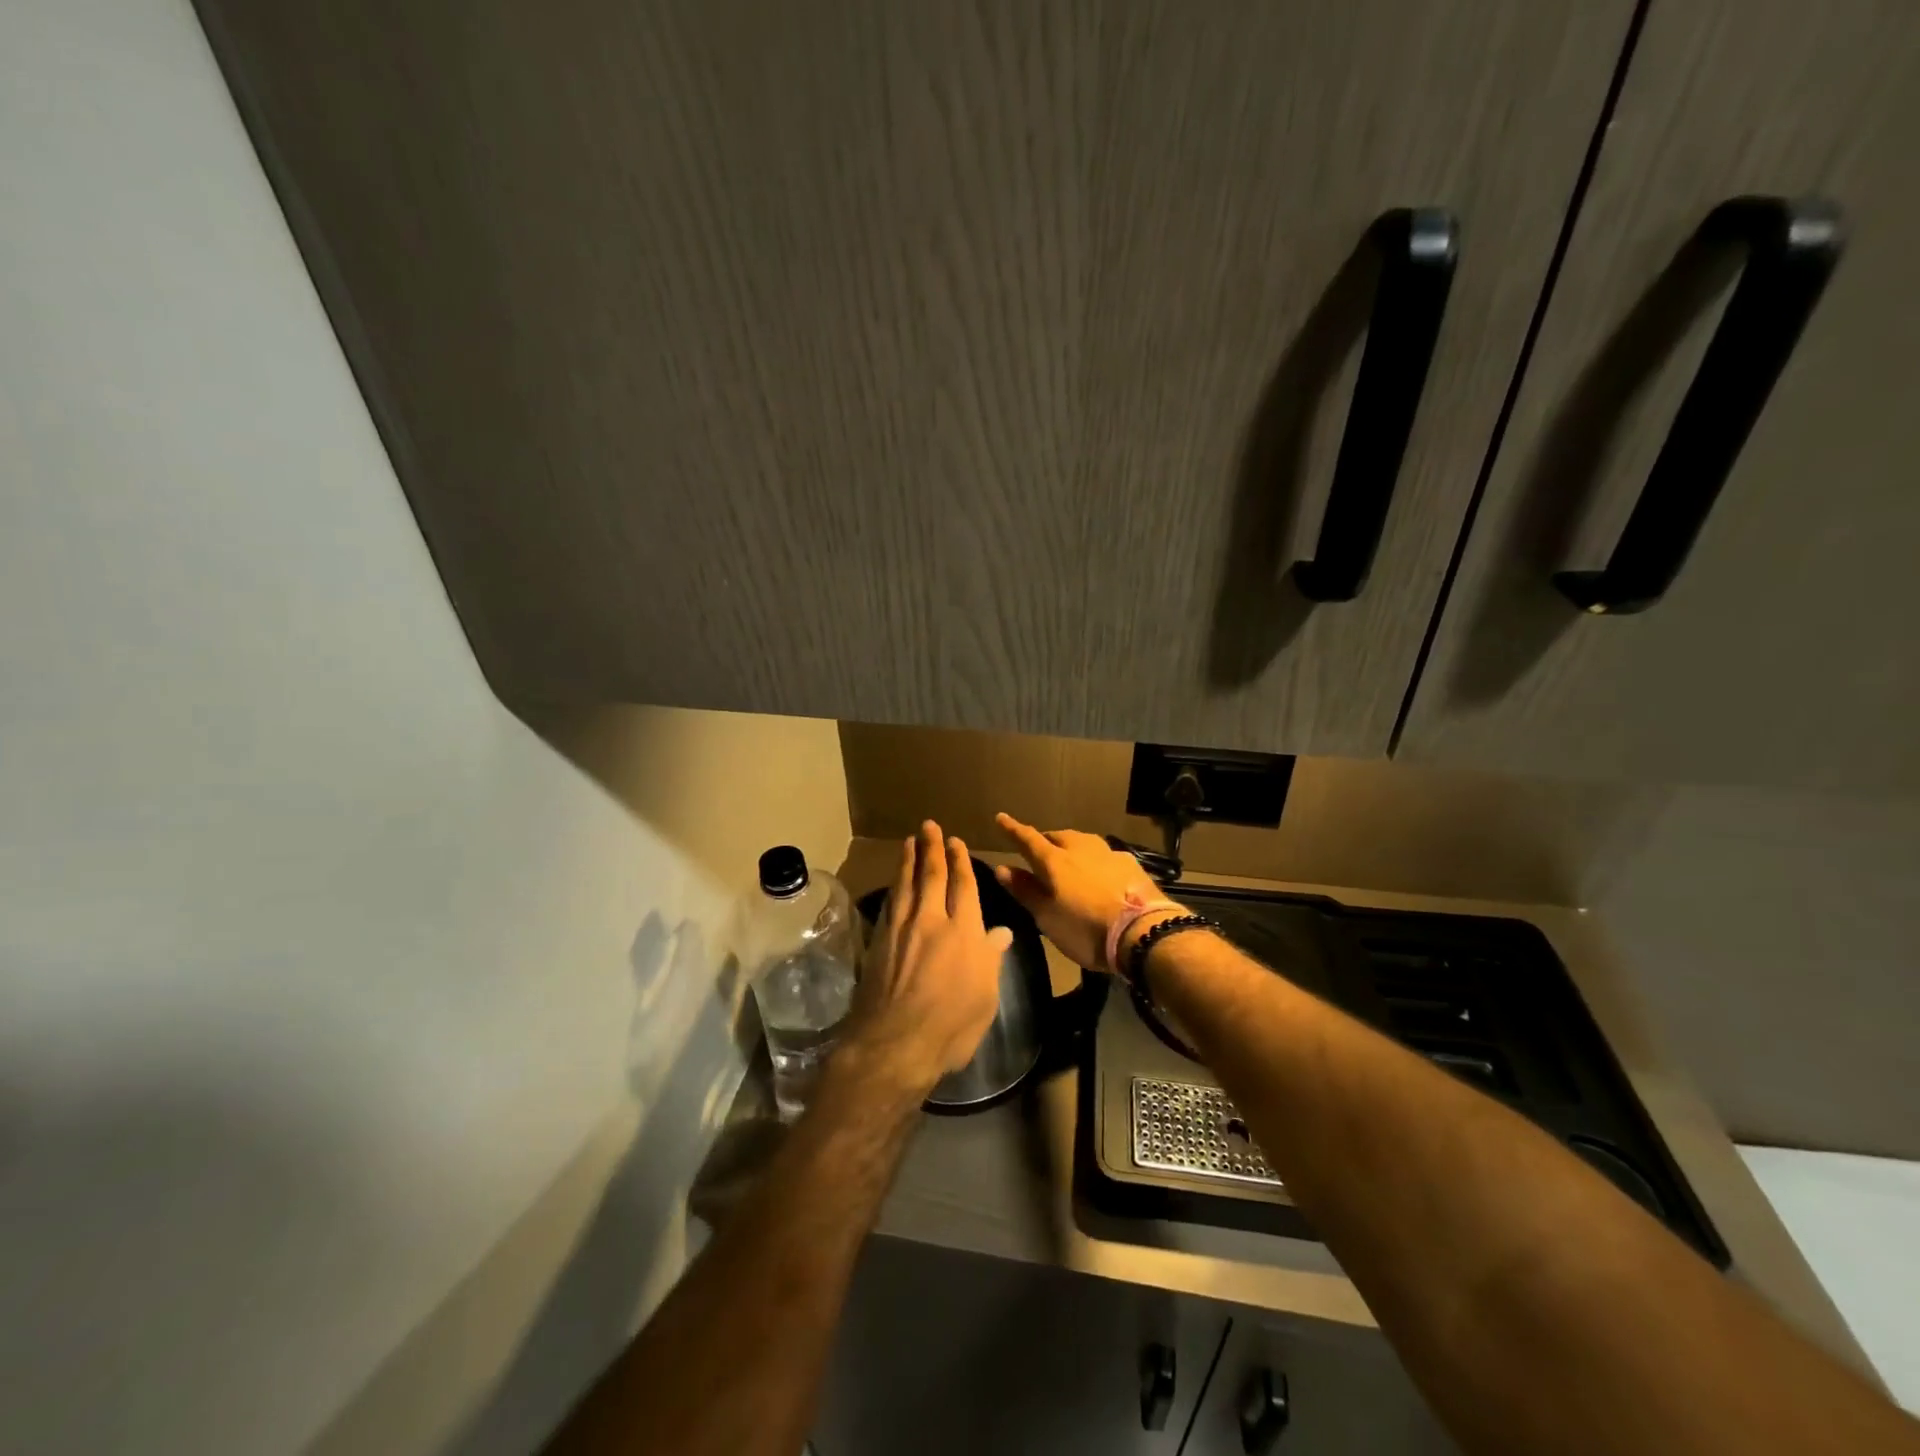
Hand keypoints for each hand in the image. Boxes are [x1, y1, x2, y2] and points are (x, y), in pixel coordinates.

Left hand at [844, 822, 1012, 1097]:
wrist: (894, 1044)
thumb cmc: (950, 1026)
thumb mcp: (985, 997)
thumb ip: (991, 959)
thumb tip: (1002, 932)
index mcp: (964, 932)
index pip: (963, 886)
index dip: (960, 862)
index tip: (957, 842)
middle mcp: (931, 921)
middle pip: (932, 876)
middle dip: (932, 848)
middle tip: (929, 826)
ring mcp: (901, 929)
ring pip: (906, 884)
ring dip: (909, 859)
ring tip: (909, 841)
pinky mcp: (879, 941)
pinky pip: (890, 902)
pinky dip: (894, 886)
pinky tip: (895, 880)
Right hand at [992, 813, 1176, 972]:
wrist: (1143, 933)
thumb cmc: (1085, 930)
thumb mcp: (1047, 917)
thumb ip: (1025, 891)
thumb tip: (1002, 868)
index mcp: (1055, 861)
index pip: (1028, 839)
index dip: (1013, 829)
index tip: (1001, 818)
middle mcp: (1080, 848)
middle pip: (1058, 836)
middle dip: (1045, 840)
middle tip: (1039, 852)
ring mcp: (1109, 853)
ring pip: (1083, 841)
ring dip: (1072, 846)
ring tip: (1069, 858)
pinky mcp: (1131, 864)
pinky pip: (1105, 855)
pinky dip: (1095, 860)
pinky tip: (1100, 871)